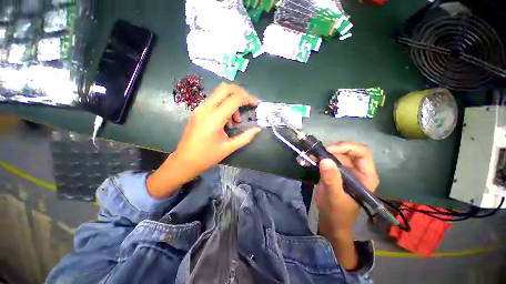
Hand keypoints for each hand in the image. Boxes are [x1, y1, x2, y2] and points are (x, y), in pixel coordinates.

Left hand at [147, 83, 260, 197]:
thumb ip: (245, 137)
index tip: (256, 104)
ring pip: (219, 93)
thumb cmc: (207, 156)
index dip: (248, 98)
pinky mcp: (197, 111)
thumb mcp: (229, 147)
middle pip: (225, 88)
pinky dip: (224, 104)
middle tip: (248, 103)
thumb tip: (258, 129)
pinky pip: (214, 100)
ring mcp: (200, 108)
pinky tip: (227, 120)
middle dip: (240, 92)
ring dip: (232, 100)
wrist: (185, 161)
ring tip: (236, 119)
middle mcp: (206, 108)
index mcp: (214, 118)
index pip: (234, 99)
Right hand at [316, 141, 378, 236]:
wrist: (330, 222)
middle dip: (330, 150)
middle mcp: (357, 170)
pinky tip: (307, 160)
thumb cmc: (338, 213)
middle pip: (346, 152)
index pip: (362, 153)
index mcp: (365, 176)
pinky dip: (316, 159)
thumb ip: (331, 180)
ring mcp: (345, 171)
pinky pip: (326, 161)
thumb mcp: (335, 197)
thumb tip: (325, 160)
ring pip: (334, 155)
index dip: (346, 147)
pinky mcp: (334, 173)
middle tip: (315, 153)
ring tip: (308, 156)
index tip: (329, 150)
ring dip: (320, 154)